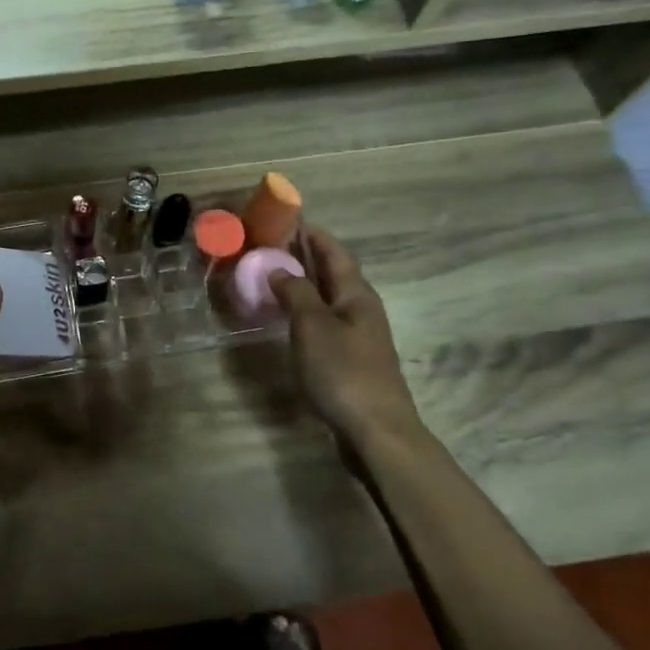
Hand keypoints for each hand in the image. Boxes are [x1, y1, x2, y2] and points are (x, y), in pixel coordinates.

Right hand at [268, 226, 425, 450]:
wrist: (376, 430)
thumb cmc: (343, 372)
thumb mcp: (313, 326)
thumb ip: (296, 294)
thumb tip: (281, 269)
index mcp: (356, 295)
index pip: (336, 253)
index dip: (314, 235)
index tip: (291, 218)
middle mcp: (361, 310)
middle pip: (333, 274)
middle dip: (307, 256)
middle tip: (273, 244)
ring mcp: (358, 337)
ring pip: (328, 299)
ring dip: (304, 285)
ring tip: (274, 276)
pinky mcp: (350, 361)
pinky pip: (324, 323)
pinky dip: (305, 312)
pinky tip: (288, 319)